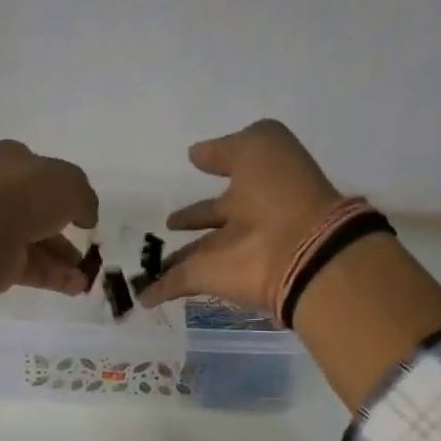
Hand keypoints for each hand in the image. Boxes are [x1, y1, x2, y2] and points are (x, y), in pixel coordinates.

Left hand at [0, 141, 99, 330]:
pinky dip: (56, 278)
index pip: (41, 171)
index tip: (83, 208)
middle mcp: (1, 192)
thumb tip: (86, 216)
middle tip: (90, 245)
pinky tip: (78, 287)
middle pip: (40, 211)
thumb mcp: (69, 184)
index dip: (64, 187)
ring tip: (89, 274)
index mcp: (12, 161)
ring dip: (66, 259)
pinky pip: (33, 269)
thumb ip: (85, 198)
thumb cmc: (23, 195)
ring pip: (38, 243)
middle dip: (67, 229)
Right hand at [137, 119, 341, 313]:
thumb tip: (196, 154)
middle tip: (168, 224)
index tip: (192, 168)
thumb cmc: (282, 190)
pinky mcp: (210, 279)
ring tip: (147, 261)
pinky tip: (141, 295)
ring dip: (172, 259)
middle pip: (212, 220)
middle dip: (191, 220)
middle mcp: (244, 221)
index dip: (213, 170)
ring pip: (194, 255)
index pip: (232, 178)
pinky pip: (178, 284)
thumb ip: (227, 149)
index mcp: (259, 187)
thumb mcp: (260, 146)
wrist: (298, 250)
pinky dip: (159, 290)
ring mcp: (226, 254)